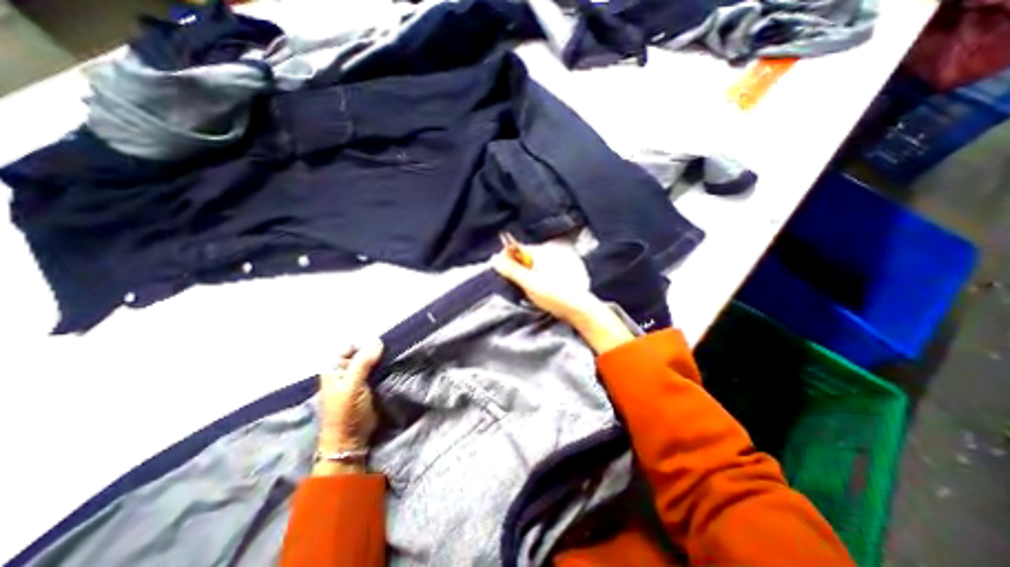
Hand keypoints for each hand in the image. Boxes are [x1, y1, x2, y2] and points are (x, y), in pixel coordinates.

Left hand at [314, 340, 381, 474]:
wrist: (350, 440)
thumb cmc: (346, 413)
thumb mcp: (352, 386)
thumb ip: (363, 363)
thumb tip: (378, 341)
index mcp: (333, 368)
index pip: (349, 345)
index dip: (363, 344)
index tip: (379, 348)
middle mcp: (344, 370)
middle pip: (361, 351)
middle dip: (375, 350)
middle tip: (389, 352)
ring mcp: (357, 378)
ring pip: (370, 360)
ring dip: (381, 358)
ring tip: (394, 357)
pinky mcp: (369, 385)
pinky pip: (377, 370)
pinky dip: (384, 366)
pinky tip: (392, 366)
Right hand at [490, 249, 629, 352]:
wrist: (579, 308)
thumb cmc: (556, 295)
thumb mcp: (529, 283)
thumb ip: (512, 270)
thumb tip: (495, 259)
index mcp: (540, 252)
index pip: (515, 247)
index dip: (505, 258)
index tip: (501, 271)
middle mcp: (546, 254)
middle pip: (521, 256)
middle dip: (513, 268)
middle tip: (512, 283)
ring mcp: (551, 263)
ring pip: (528, 265)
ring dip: (521, 275)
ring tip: (524, 288)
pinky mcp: (554, 273)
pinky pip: (536, 272)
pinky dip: (531, 279)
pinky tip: (533, 290)